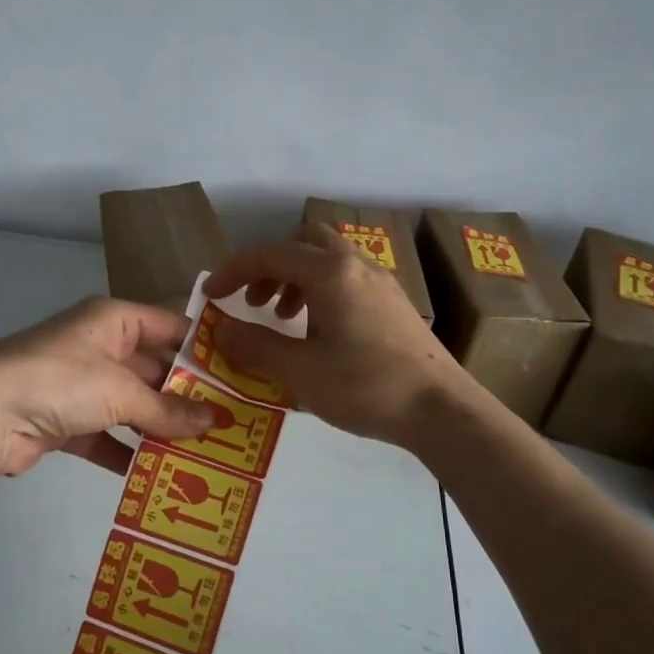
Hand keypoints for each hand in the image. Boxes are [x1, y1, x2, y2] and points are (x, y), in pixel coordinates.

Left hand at [0, 296, 213, 477]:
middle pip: (152, 369)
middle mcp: (98, 346)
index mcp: (112, 320)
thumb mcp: (122, 391)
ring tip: (204, 451)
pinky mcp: (65, 422)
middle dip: (185, 396)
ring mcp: (79, 385)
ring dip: (160, 428)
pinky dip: (128, 453)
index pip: (169, 326)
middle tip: (228, 422)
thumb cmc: (62, 381)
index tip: (238, 373)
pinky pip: (107, 435)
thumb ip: (168, 409)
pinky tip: (159, 474)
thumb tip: (214, 422)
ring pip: (131, 405)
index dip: (202, 348)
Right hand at [204, 223, 471, 447]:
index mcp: (330, 273)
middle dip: (270, 267)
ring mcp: (381, 283)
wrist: (441, 410)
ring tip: (284, 320)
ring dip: (296, 281)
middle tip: (255, 302)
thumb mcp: (299, 371)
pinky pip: (347, 280)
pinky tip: (319, 334)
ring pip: (328, 261)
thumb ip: (255, 345)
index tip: (212, 296)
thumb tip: (221, 327)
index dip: (234, 271)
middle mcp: (356, 266)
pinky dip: (321, 293)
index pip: (270, 254)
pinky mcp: (394, 304)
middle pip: (304, 243)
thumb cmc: (365, 386)